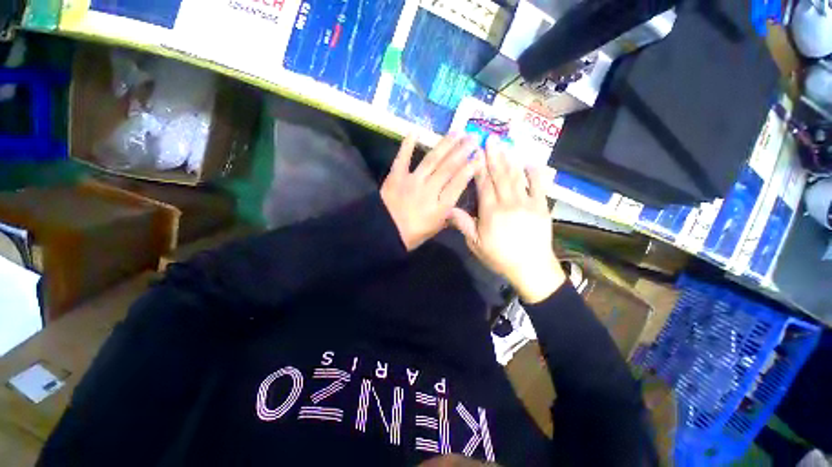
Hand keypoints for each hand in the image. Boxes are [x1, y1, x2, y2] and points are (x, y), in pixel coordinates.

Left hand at [381, 133, 481, 250]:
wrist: (385, 232)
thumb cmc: (412, 234)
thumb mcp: (435, 229)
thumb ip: (448, 216)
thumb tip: (458, 206)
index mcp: (440, 207)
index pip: (458, 184)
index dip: (470, 169)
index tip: (479, 155)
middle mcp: (429, 191)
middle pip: (448, 168)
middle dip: (463, 151)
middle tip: (473, 137)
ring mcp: (412, 181)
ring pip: (432, 160)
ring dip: (445, 145)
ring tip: (457, 132)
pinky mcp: (396, 176)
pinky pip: (403, 158)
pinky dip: (407, 145)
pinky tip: (414, 131)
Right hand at [449, 137, 565, 302]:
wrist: (530, 267)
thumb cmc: (500, 256)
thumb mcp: (476, 244)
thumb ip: (464, 224)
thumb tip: (449, 209)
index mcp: (490, 212)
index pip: (484, 184)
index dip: (480, 167)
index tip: (476, 152)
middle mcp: (508, 203)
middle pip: (500, 175)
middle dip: (494, 156)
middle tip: (491, 138)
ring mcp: (527, 203)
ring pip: (516, 177)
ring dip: (510, 159)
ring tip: (505, 144)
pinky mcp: (541, 206)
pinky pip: (539, 185)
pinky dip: (534, 172)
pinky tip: (529, 161)